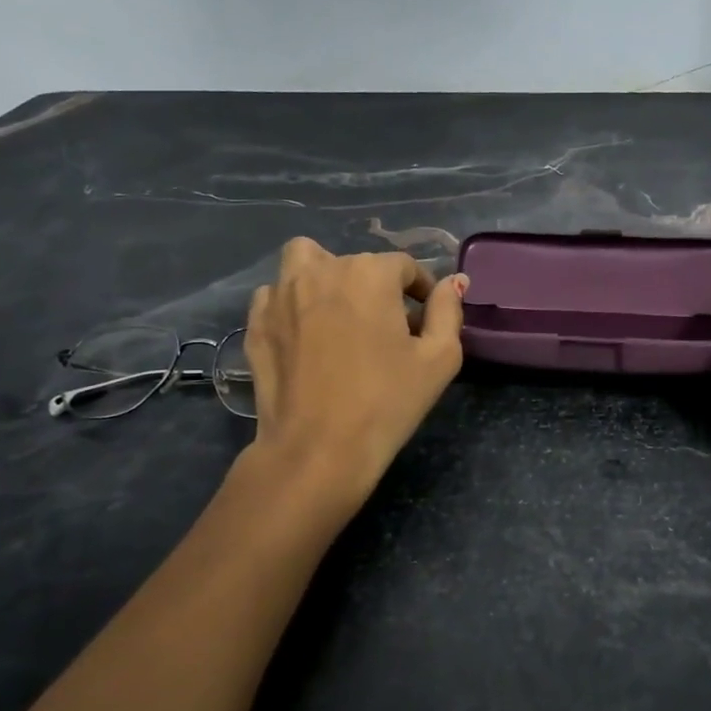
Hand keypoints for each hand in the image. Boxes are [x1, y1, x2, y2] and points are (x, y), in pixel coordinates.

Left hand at [243, 238, 466, 500]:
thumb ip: (448, 311)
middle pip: (357, 263)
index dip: (421, 291)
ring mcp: (281, 294)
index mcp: (370, 274)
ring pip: (305, 262)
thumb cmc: (387, 401)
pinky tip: (305, 335)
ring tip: (338, 314)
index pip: (405, 266)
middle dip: (376, 288)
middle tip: (386, 328)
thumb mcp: (439, 358)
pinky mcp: (256, 322)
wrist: (318, 449)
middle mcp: (322, 270)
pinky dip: (292, 303)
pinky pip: (276, 294)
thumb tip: (454, 281)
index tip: (425, 321)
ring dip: (325, 276)